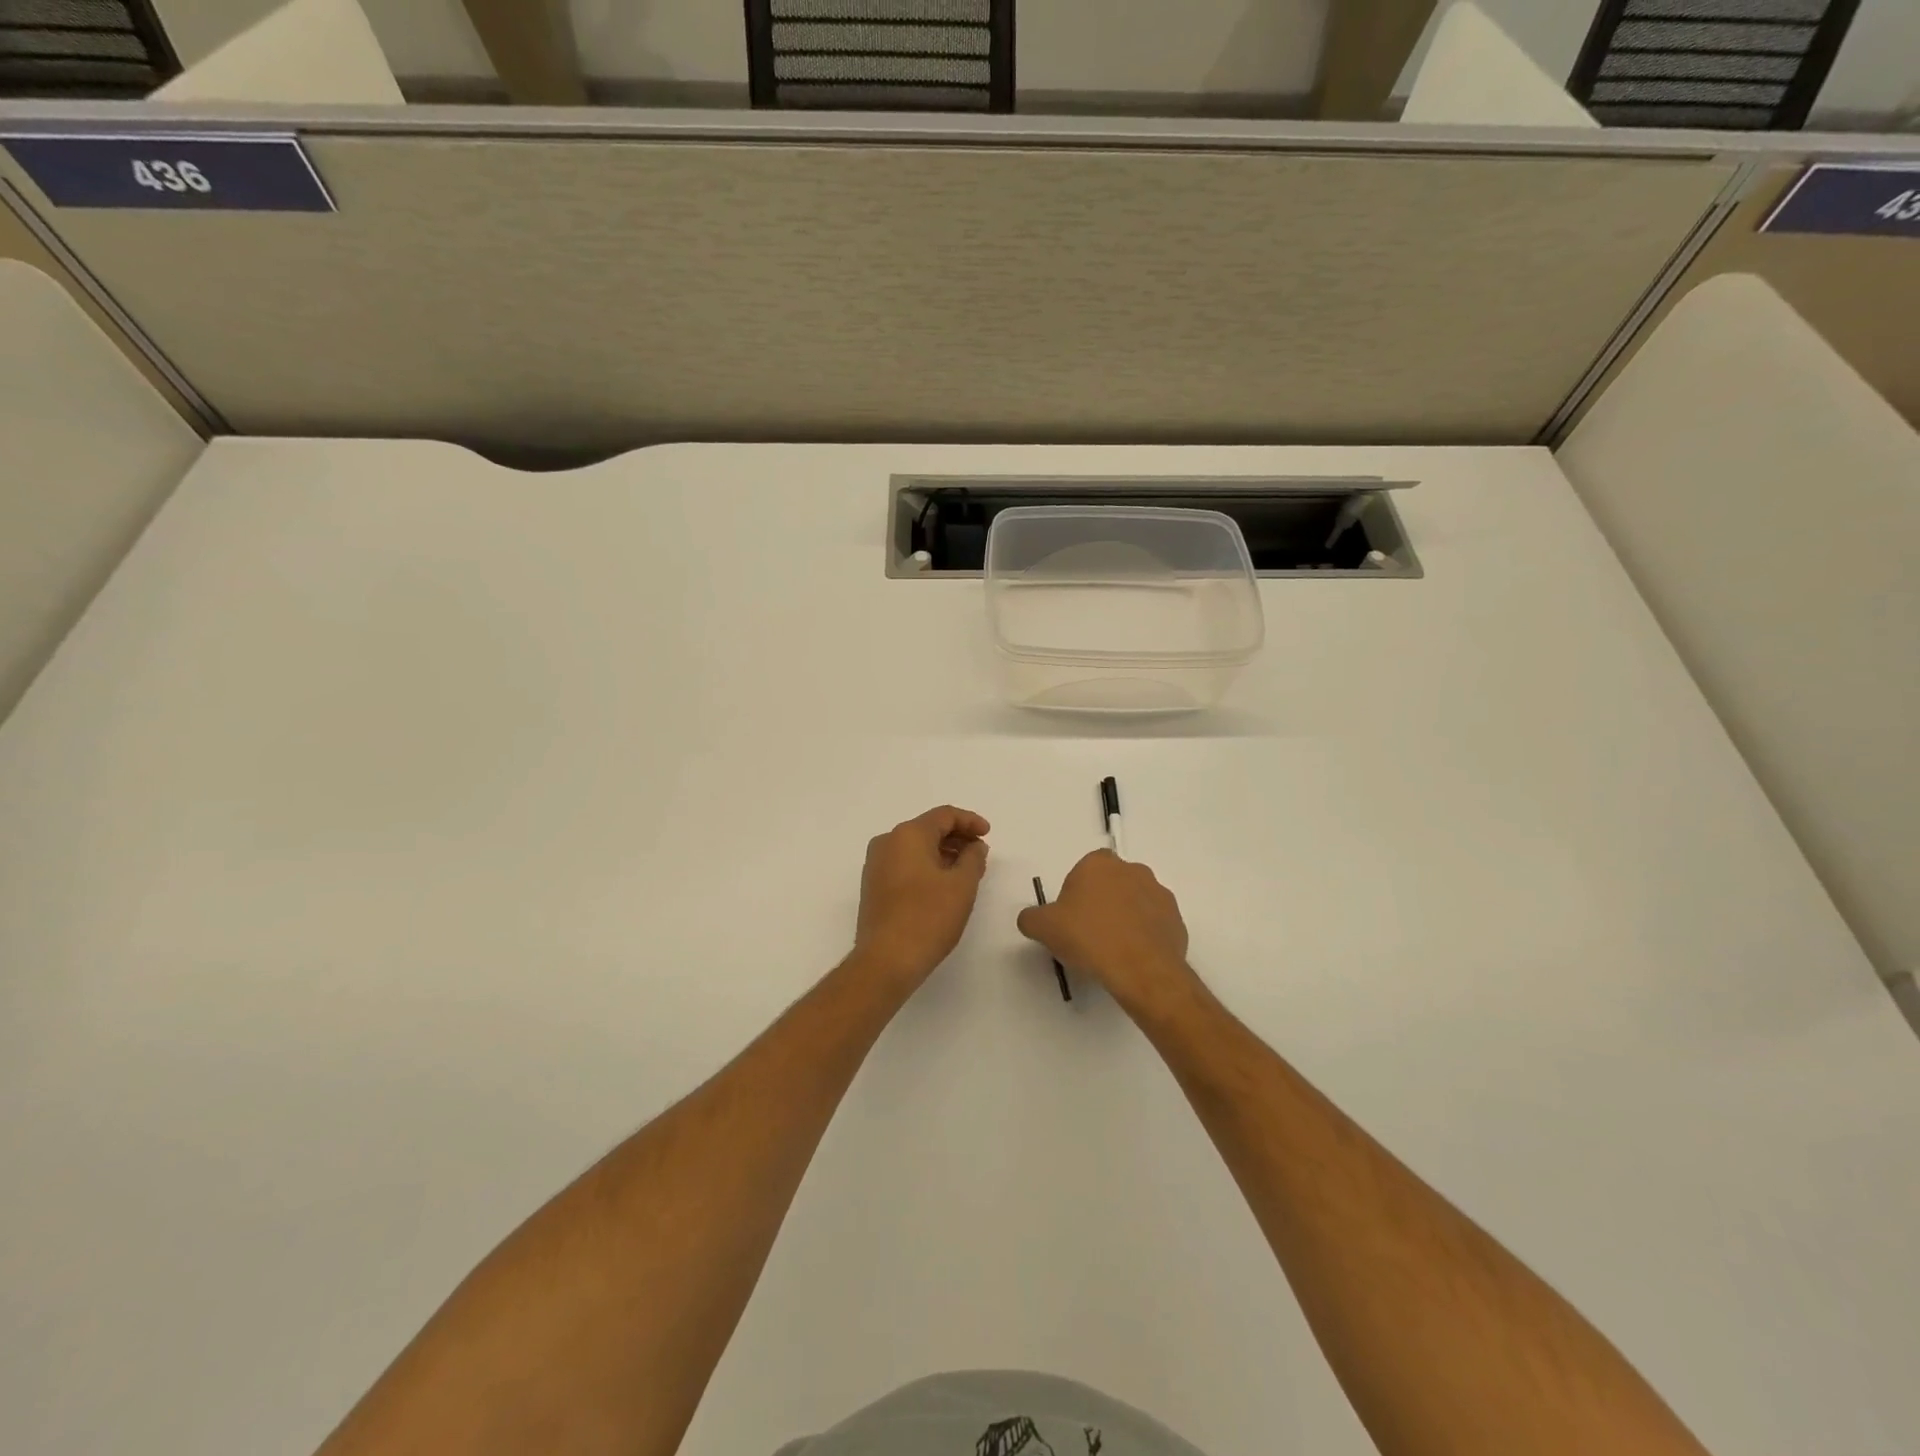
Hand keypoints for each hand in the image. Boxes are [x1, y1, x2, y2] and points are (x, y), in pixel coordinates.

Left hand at [852, 806, 991, 988]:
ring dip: (943, 853)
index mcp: (908, 834)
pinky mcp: (873, 885)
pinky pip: (905, 863)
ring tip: (966, 871)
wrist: (886, 960)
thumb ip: (973, 858)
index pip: (944, 815)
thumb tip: (975, 846)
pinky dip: (926, 866)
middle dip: (957, 838)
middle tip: (980, 854)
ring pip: (916, 847)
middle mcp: (887, 842)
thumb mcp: (962, 885)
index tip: (988, 834)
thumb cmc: (928, 918)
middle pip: (928, 828)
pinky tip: (943, 884)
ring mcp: (876, 864)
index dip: (970, 821)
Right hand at [1017, 850, 1200, 1013]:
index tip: (1070, 919)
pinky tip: (1133, 958)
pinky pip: (1154, 925)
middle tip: (1089, 934)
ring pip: (1135, 903)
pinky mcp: (1177, 920)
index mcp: (1099, 864)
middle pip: (1111, 884)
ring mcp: (1159, 894)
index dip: (1075, 894)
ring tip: (1112, 950)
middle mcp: (1133, 870)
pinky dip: (1144, 937)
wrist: (1140, 969)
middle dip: (1101, 904)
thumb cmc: (1089, 938)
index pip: (1083, 870)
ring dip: (1125, 919)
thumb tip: (1031, 919)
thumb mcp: (1044, 928)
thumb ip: (1031, 918)